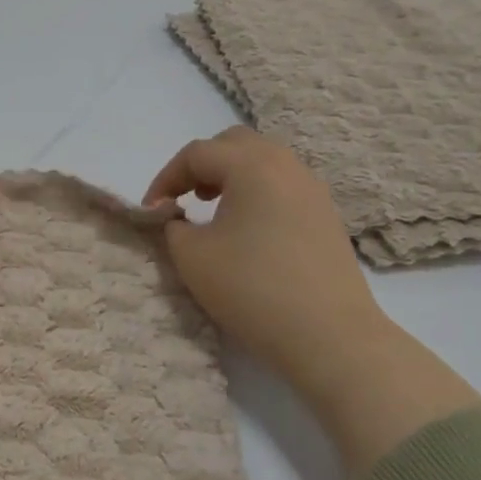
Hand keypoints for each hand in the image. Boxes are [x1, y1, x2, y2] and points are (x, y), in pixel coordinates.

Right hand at [144, 126, 380, 372]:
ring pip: (263, 162)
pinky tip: (247, 231)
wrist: (328, 335)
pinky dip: (256, 193)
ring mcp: (313, 189)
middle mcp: (286, 165)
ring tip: (212, 211)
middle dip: (201, 166)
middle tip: (184, 198)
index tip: (151, 211)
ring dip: (230, 177)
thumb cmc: (252, 288)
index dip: (165, 178)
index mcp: (252, 165)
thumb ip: (173, 226)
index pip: (196, 153)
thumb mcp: (192, 256)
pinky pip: (282, 186)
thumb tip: (179, 218)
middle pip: (234, 144)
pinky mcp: (326, 216)